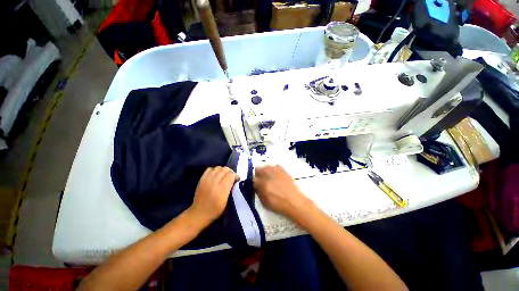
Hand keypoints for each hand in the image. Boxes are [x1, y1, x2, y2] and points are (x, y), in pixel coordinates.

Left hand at [188, 166, 236, 228]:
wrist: (199, 213)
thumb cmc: (215, 210)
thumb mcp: (227, 202)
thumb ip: (231, 189)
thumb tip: (234, 180)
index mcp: (221, 190)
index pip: (231, 175)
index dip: (235, 176)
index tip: (236, 180)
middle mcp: (214, 182)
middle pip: (225, 169)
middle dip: (230, 172)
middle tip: (231, 178)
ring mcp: (206, 180)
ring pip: (218, 167)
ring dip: (223, 170)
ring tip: (224, 176)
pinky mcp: (201, 179)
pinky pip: (210, 169)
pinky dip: (215, 170)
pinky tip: (216, 175)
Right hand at [254, 165, 314, 221]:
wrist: (294, 201)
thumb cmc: (279, 204)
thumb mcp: (264, 202)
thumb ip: (258, 192)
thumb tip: (256, 186)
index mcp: (262, 184)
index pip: (253, 179)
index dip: (254, 182)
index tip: (256, 185)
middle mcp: (267, 175)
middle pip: (257, 169)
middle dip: (258, 175)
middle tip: (261, 180)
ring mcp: (275, 170)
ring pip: (265, 167)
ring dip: (265, 171)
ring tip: (269, 177)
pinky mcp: (282, 169)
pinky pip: (274, 166)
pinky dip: (273, 170)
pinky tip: (276, 176)